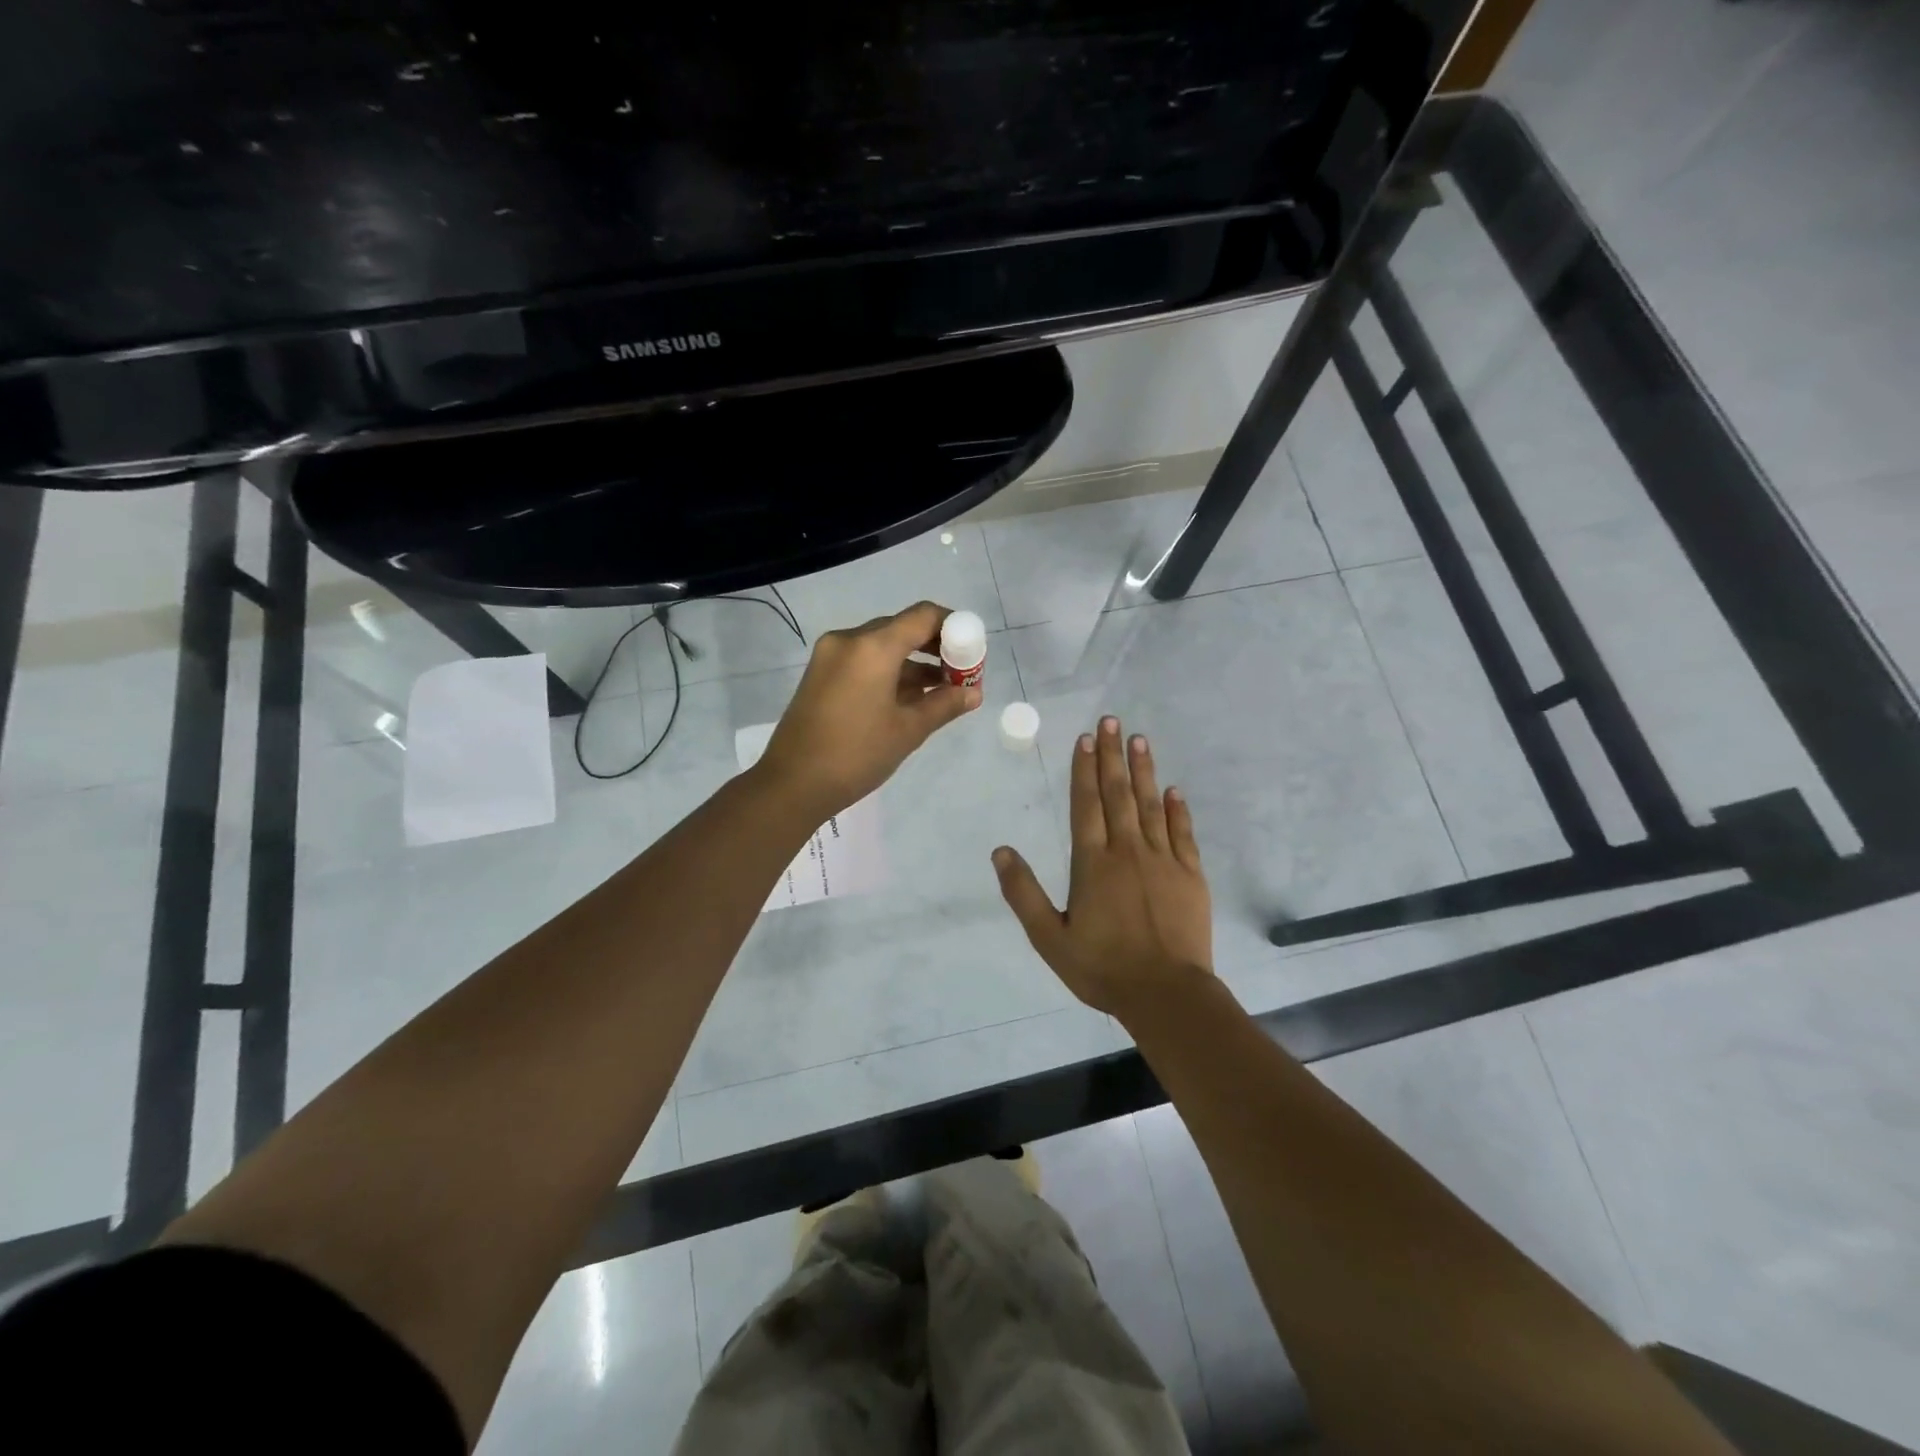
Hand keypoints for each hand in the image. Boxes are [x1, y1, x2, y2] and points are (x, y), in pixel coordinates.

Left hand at [757, 601, 981, 818]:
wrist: (792, 784)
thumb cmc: (857, 754)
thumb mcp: (908, 730)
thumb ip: (944, 704)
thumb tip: (974, 693)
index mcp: (872, 647)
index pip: (923, 616)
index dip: (953, 627)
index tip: (972, 651)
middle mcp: (849, 640)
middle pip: (901, 628)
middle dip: (934, 647)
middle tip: (959, 674)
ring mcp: (830, 656)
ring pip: (881, 646)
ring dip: (912, 662)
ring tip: (940, 691)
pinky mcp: (820, 674)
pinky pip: (863, 660)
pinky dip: (888, 671)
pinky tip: (908, 698)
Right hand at [993, 716, 1211, 1018]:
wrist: (1166, 994)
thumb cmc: (1102, 967)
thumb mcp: (1049, 937)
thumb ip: (1023, 892)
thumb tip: (1000, 851)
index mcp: (1092, 862)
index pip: (1086, 804)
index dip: (1085, 769)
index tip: (1087, 738)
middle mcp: (1127, 850)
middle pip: (1119, 794)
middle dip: (1113, 756)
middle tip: (1113, 721)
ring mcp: (1163, 860)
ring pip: (1151, 805)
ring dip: (1144, 771)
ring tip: (1140, 741)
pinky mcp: (1190, 875)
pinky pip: (1183, 833)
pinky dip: (1177, 809)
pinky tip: (1174, 790)